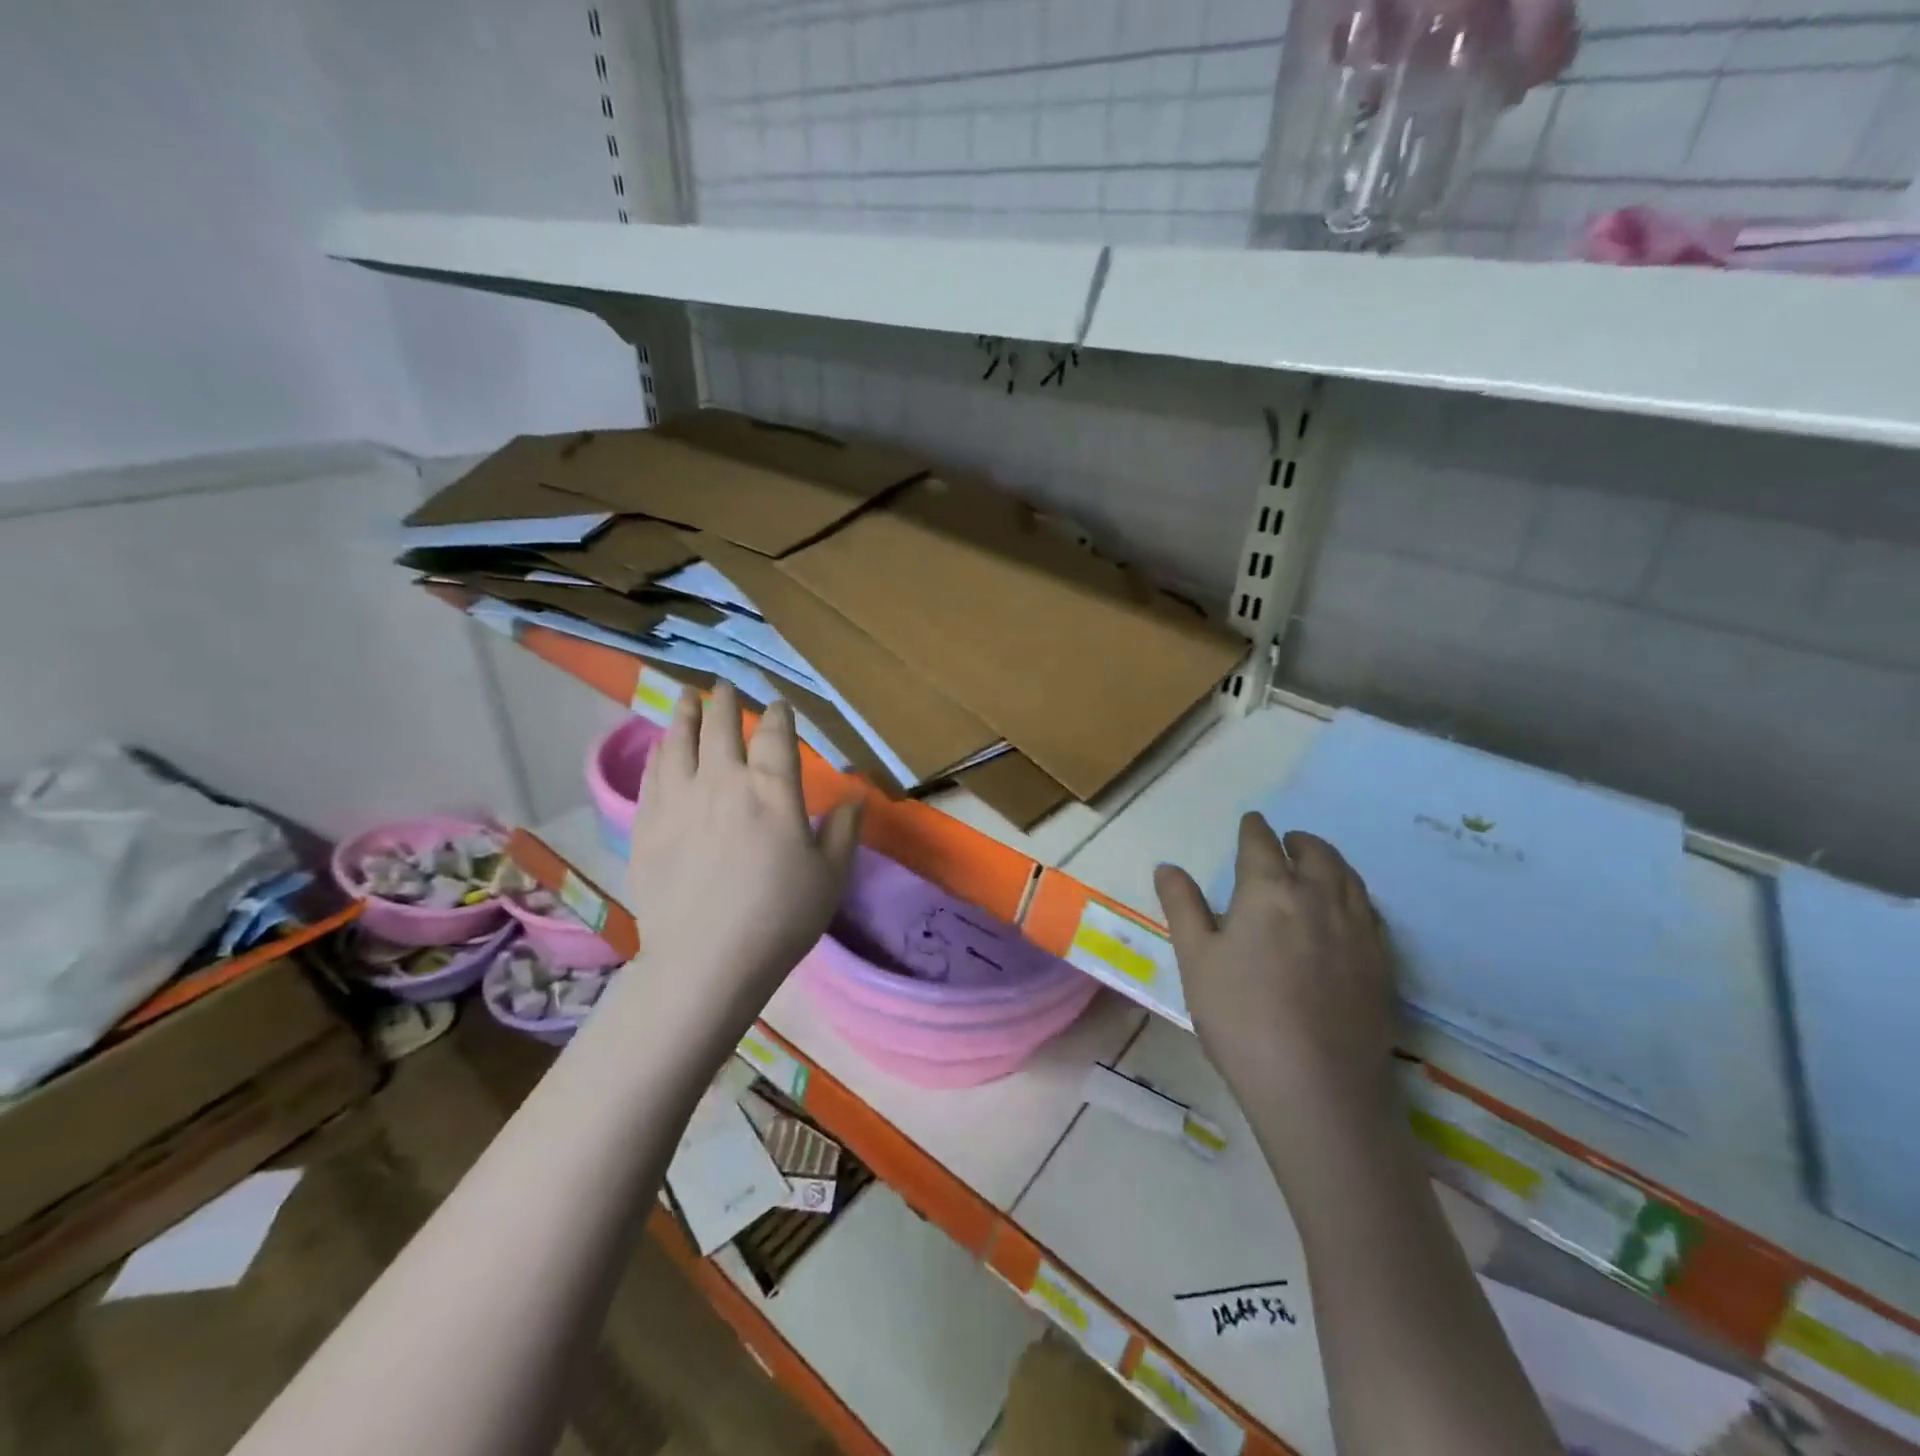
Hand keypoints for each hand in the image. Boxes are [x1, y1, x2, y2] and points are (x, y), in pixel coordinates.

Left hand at [626, 683, 862, 1018]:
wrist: (707, 961)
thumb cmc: (780, 918)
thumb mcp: (830, 877)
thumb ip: (844, 831)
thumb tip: (855, 797)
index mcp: (772, 791)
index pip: (775, 736)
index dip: (778, 715)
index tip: (778, 706)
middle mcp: (723, 782)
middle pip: (721, 728)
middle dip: (725, 702)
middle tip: (724, 686)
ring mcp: (678, 801)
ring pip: (678, 742)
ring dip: (685, 714)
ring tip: (687, 698)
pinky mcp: (647, 825)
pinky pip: (652, 774)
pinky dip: (659, 752)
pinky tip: (662, 746)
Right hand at [1154, 814, 1395, 1118]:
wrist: (1318, 1088)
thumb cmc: (1240, 1018)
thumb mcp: (1195, 959)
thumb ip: (1183, 906)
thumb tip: (1168, 867)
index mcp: (1269, 891)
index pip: (1261, 844)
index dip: (1253, 829)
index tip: (1251, 822)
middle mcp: (1319, 898)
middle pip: (1315, 853)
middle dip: (1298, 841)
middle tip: (1286, 842)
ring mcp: (1358, 930)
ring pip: (1349, 877)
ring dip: (1330, 861)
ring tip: (1316, 866)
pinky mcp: (1382, 963)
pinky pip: (1370, 910)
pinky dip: (1353, 894)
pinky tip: (1345, 912)